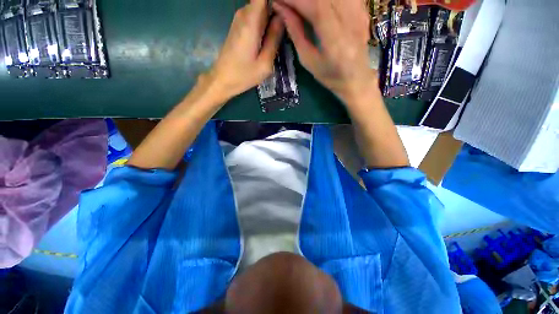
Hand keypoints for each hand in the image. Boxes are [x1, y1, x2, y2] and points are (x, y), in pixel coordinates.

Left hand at [205, 0, 284, 101]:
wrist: (222, 79)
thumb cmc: (243, 75)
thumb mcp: (264, 64)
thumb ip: (274, 39)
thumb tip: (282, 19)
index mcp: (251, 21)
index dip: (277, 1)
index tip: (287, 10)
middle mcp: (244, 14)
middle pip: (265, 1)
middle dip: (277, 9)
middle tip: (289, 24)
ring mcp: (240, 19)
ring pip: (261, 8)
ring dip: (272, 16)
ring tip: (281, 33)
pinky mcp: (239, 26)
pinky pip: (256, 16)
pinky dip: (265, 22)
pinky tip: (270, 36)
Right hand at [273, 0, 377, 102]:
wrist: (356, 79)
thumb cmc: (329, 76)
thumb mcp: (308, 61)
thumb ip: (296, 32)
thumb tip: (281, 9)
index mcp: (335, 40)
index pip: (315, 7)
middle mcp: (350, 21)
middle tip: (286, 1)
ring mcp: (359, 13)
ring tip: (300, 4)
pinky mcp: (362, 9)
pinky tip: (318, 4)